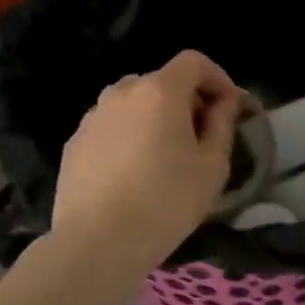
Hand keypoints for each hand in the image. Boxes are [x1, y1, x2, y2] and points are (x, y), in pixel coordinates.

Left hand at [52, 51, 240, 274]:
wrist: (98, 242)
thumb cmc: (167, 202)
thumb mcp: (212, 167)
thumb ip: (222, 125)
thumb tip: (224, 103)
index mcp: (160, 91)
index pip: (194, 62)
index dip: (218, 78)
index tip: (231, 107)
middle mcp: (122, 92)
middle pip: (162, 82)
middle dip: (187, 101)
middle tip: (202, 136)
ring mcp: (92, 117)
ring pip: (133, 105)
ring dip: (155, 119)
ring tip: (165, 157)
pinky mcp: (74, 143)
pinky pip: (111, 128)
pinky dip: (129, 137)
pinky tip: (135, 174)